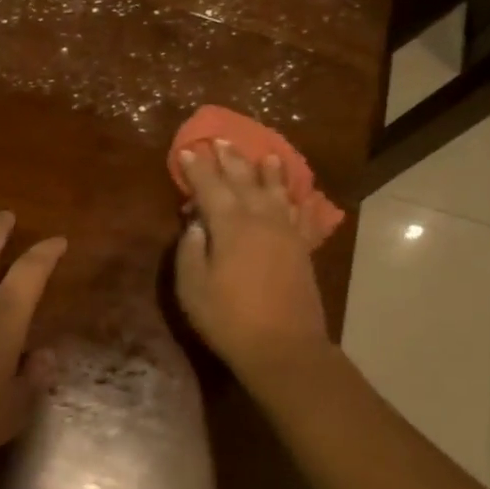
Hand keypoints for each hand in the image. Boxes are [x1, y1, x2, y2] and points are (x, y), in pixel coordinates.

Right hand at [175, 141, 330, 383]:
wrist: (284, 348)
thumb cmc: (229, 318)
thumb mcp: (193, 286)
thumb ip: (191, 249)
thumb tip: (196, 222)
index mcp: (230, 224)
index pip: (210, 187)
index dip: (197, 168)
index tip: (187, 150)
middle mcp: (261, 219)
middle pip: (244, 181)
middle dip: (230, 160)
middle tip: (220, 140)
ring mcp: (286, 232)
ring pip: (276, 191)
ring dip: (267, 171)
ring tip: (264, 154)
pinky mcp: (302, 249)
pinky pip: (300, 214)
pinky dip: (296, 199)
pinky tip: (295, 193)